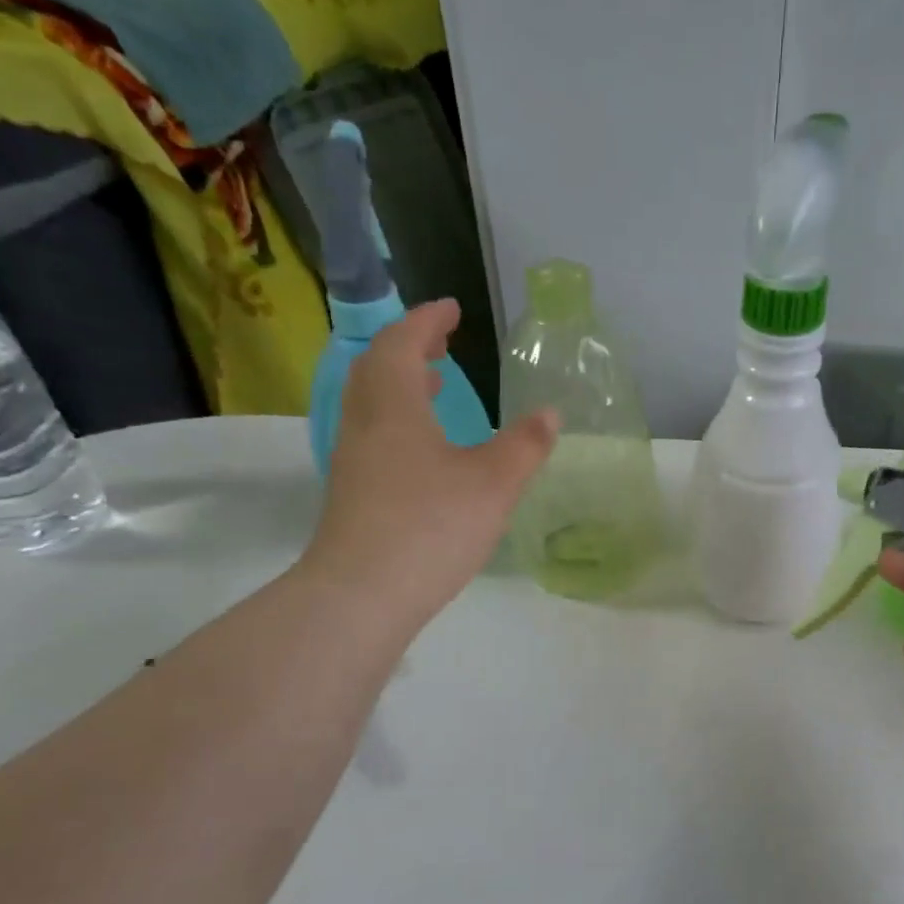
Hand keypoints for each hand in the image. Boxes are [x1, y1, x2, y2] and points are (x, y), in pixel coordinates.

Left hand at [300, 300, 556, 628]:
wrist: (363, 594)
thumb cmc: (431, 525)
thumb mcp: (493, 483)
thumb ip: (524, 445)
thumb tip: (549, 414)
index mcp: (394, 406)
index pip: (402, 344)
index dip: (426, 321)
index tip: (451, 309)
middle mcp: (365, 424)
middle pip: (377, 369)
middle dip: (409, 348)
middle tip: (441, 345)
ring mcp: (353, 461)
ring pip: (372, 404)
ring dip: (402, 385)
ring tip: (436, 388)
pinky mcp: (353, 494)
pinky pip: (374, 435)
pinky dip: (399, 421)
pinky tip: (427, 451)